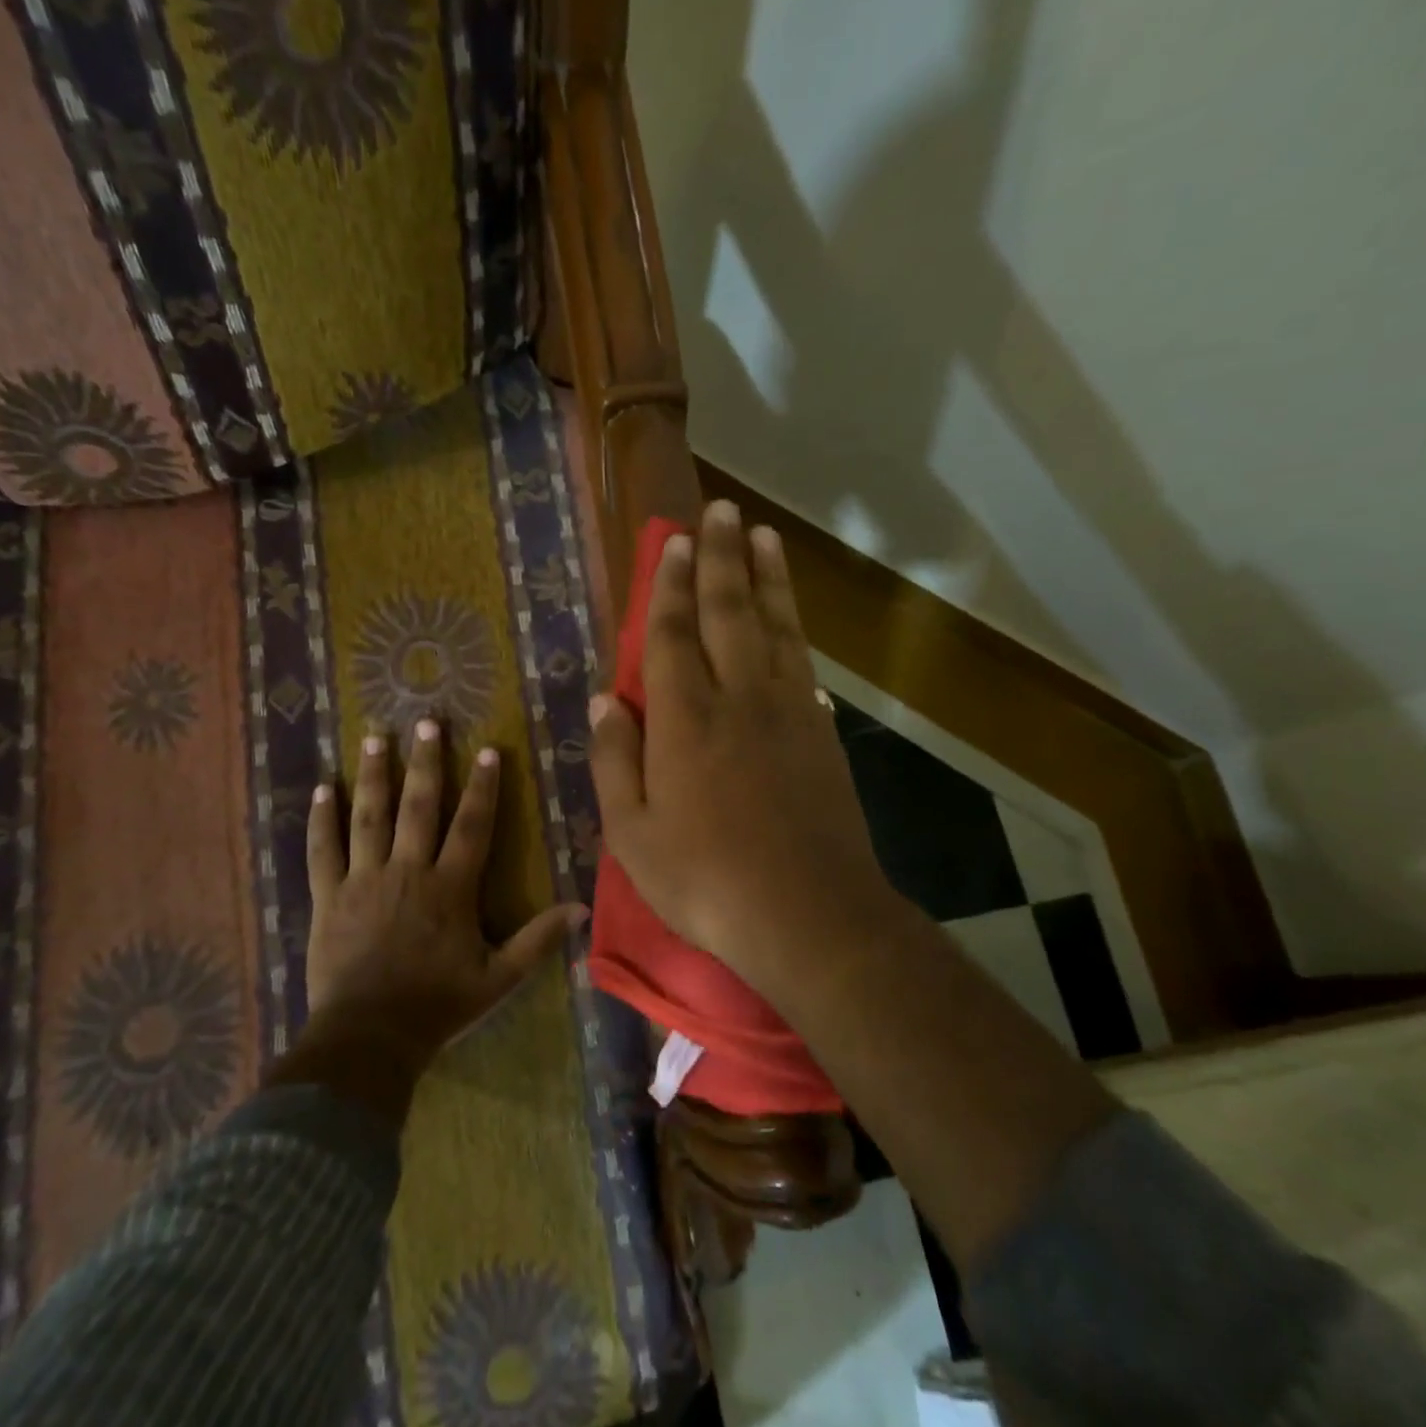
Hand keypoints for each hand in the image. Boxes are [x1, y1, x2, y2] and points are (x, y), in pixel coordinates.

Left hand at [305, 720, 581, 1066]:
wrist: (369, 1039)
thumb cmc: (437, 1007)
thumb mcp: (498, 979)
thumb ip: (537, 940)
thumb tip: (581, 909)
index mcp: (450, 888)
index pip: (472, 826)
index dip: (482, 787)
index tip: (486, 750)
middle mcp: (407, 871)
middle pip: (418, 807)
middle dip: (425, 762)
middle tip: (425, 722)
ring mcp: (363, 880)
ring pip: (369, 817)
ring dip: (374, 775)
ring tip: (376, 737)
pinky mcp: (328, 897)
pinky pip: (323, 851)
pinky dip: (321, 819)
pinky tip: (323, 788)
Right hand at [588, 500, 897, 1006]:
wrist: (808, 915)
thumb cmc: (705, 879)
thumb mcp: (632, 832)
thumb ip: (616, 759)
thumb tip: (604, 699)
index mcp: (685, 719)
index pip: (674, 635)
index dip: (672, 585)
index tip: (675, 542)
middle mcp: (739, 699)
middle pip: (730, 612)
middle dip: (723, 558)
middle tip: (723, 511)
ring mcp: (787, 713)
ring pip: (775, 628)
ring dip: (767, 578)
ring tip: (763, 536)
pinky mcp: (820, 735)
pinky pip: (802, 668)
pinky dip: (793, 635)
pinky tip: (790, 624)